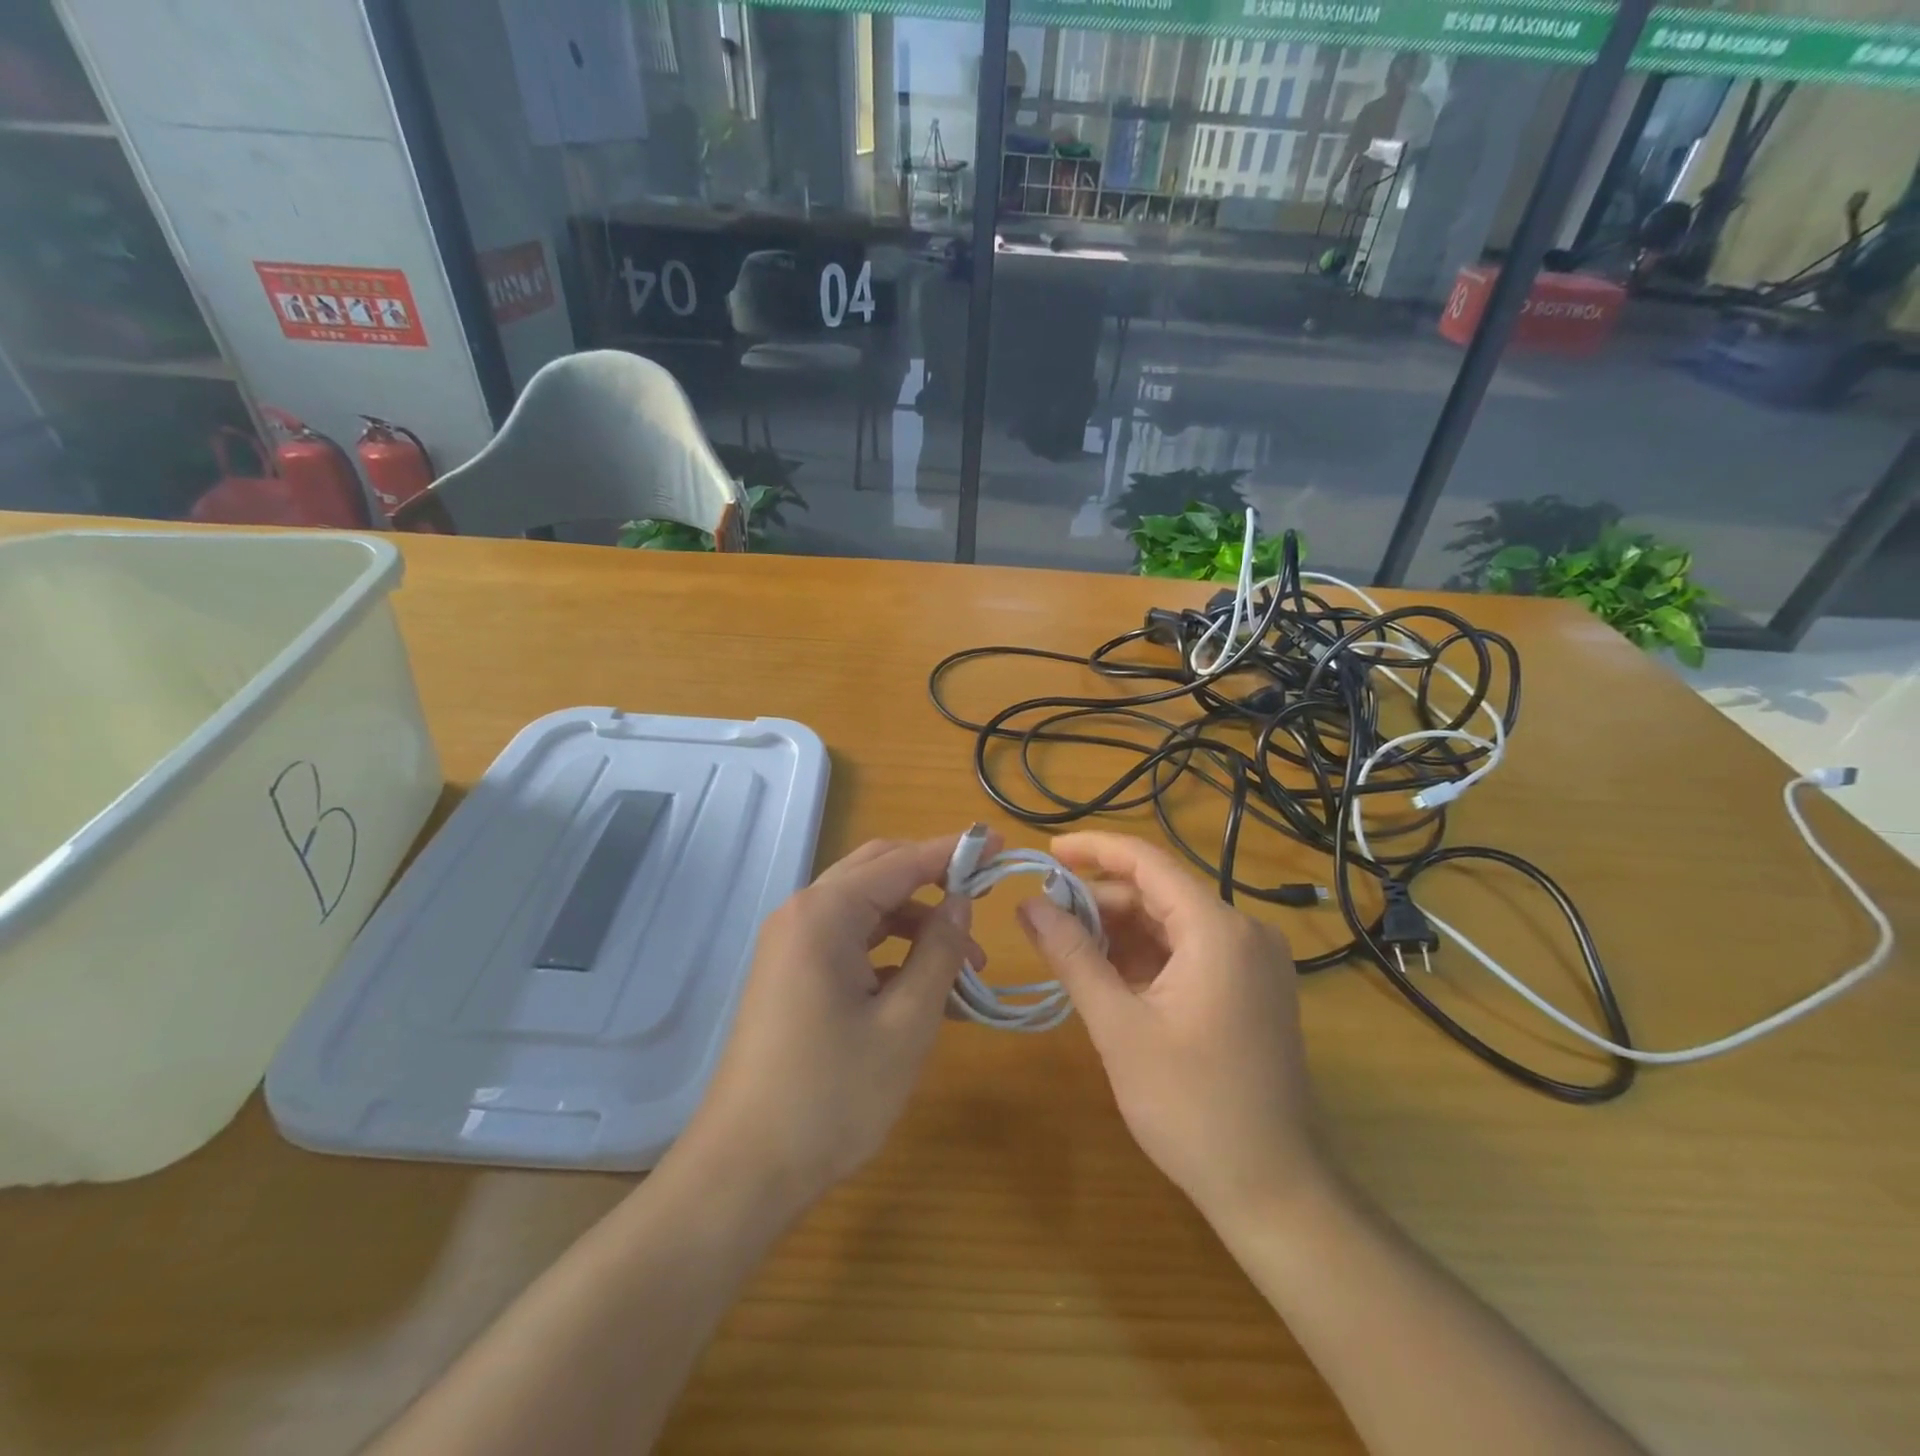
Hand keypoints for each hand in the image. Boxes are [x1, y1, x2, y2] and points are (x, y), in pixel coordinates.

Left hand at [681, 833, 991, 1210]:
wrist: (744, 1170)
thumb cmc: (833, 1095)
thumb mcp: (906, 1022)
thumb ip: (938, 951)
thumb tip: (961, 901)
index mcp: (825, 913)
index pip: (902, 861)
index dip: (954, 850)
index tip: (1000, 843)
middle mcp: (803, 914)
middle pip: (879, 872)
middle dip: (934, 881)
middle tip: (985, 897)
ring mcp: (792, 945)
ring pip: (867, 909)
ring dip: (917, 924)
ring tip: (967, 966)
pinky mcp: (791, 974)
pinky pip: (850, 942)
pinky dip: (891, 952)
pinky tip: (926, 987)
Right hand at [1016, 832, 1322, 1225]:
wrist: (1272, 1189)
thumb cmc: (1190, 1105)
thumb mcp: (1118, 1026)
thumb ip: (1072, 956)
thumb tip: (1028, 905)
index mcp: (1217, 930)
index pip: (1146, 862)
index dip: (1093, 850)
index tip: (1047, 852)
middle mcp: (1243, 932)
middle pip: (1158, 894)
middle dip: (1100, 901)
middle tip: (1045, 918)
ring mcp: (1252, 962)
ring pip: (1171, 924)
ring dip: (1119, 931)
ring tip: (1067, 947)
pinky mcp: (1250, 989)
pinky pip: (1188, 952)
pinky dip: (1145, 956)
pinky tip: (1107, 974)